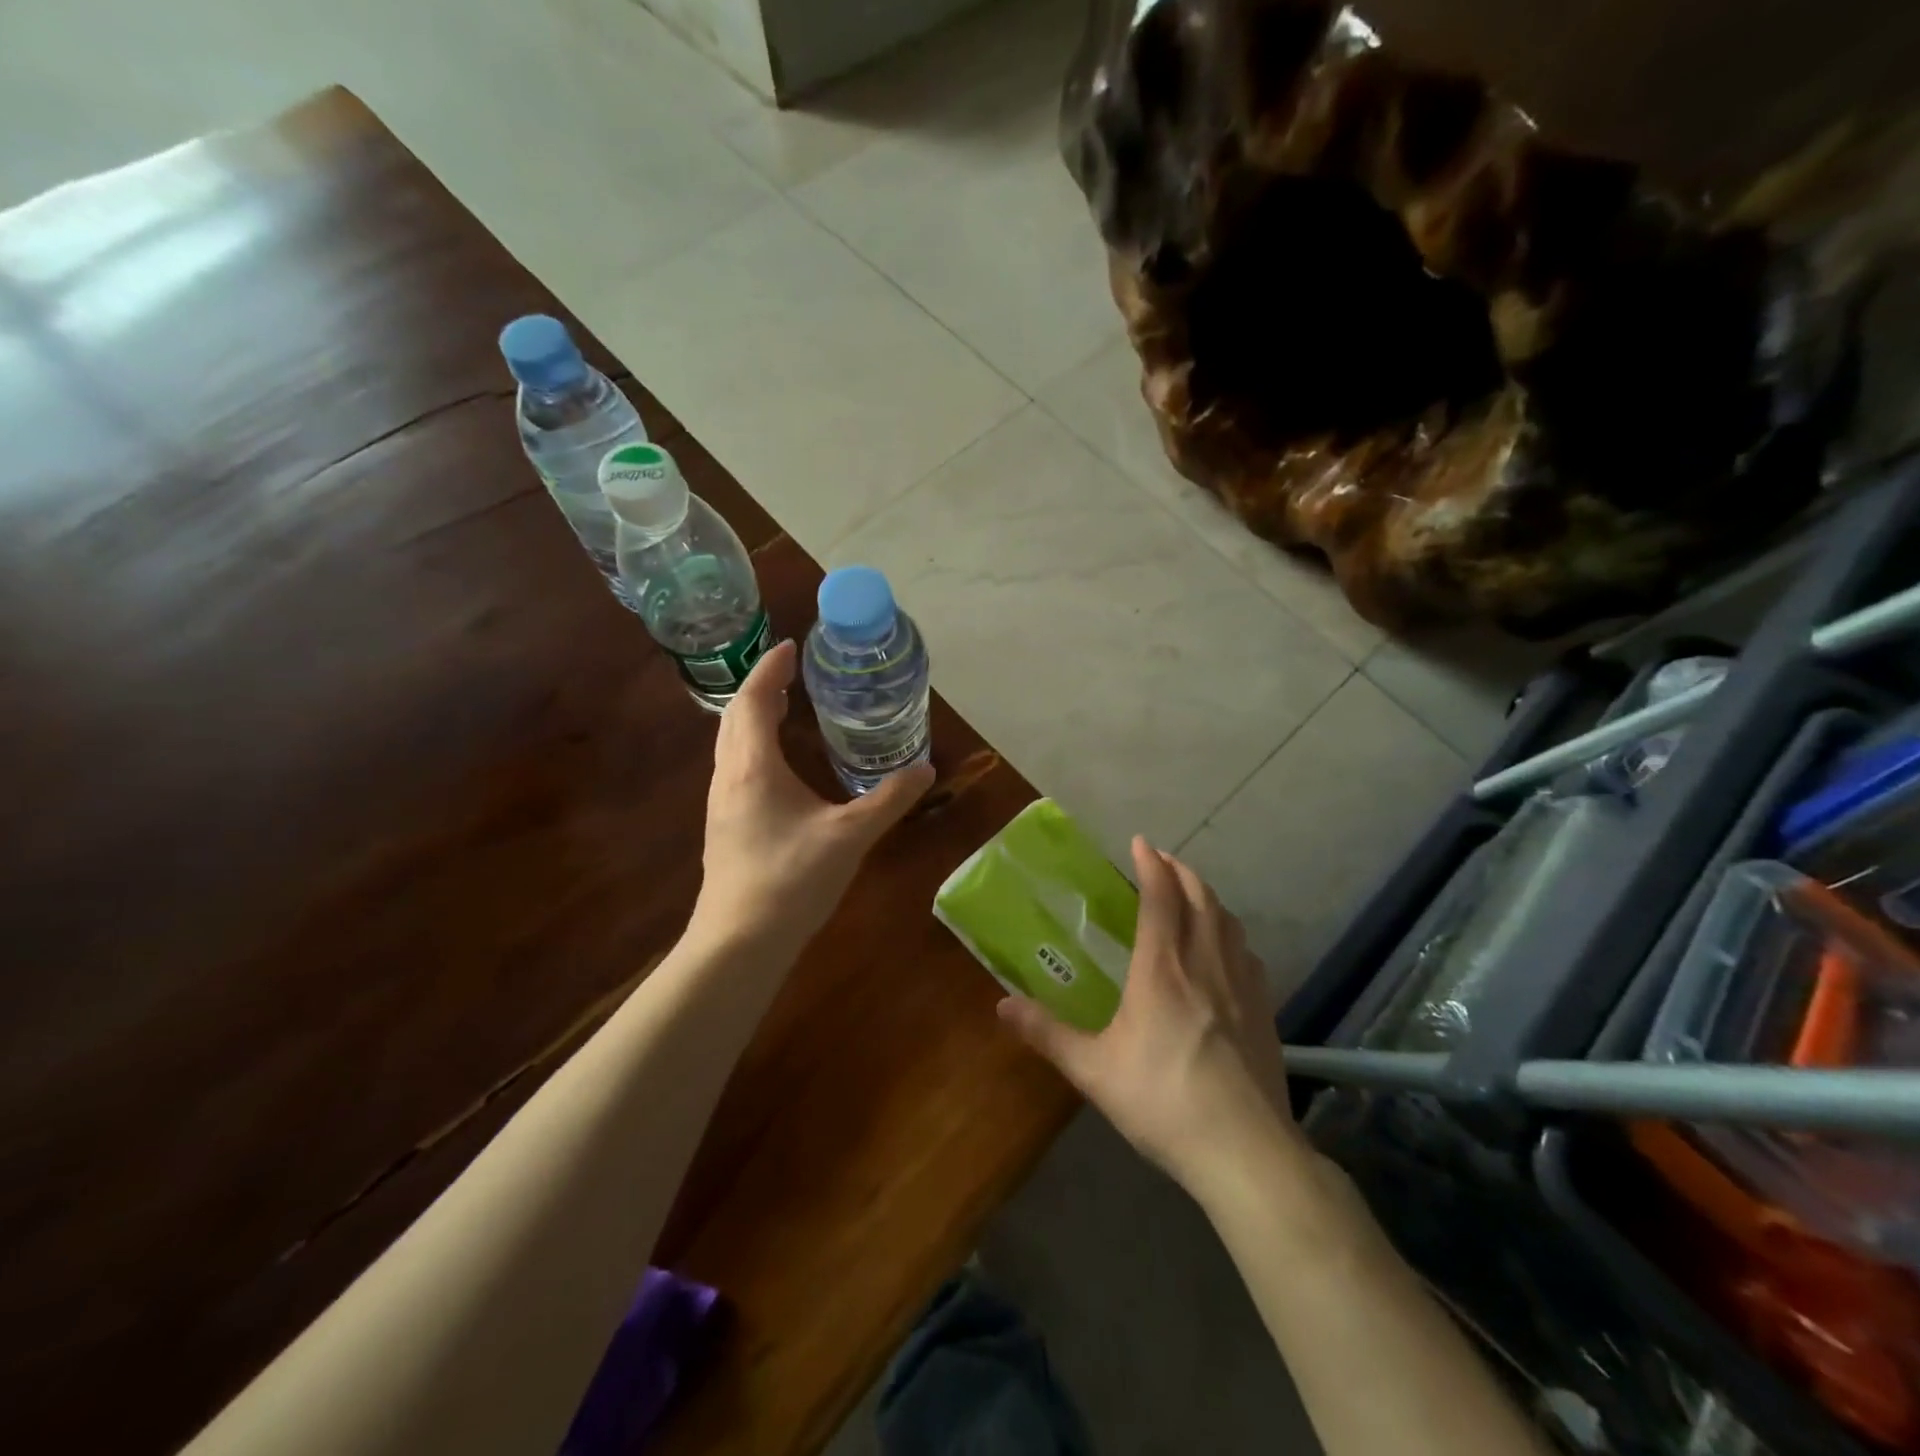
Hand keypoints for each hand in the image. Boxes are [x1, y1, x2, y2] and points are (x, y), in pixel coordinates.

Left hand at [694, 639, 933, 949]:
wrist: (738, 943)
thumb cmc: (791, 880)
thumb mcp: (849, 836)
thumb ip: (889, 800)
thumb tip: (926, 771)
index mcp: (753, 767)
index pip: (755, 700)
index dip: (771, 669)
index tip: (791, 646)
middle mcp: (729, 776)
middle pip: (735, 717)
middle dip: (761, 688)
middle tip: (793, 673)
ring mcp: (721, 802)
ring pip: (731, 743)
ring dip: (754, 717)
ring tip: (786, 708)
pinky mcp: (724, 825)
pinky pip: (735, 766)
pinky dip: (753, 745)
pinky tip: (779, 765)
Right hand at [997, 838, 1303, 1192]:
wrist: (1245, 1150)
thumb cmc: (1162, 1101)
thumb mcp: (1093, 1069)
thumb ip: (1047, 1033)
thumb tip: (1001, 1005)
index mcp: (1162, 968)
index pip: (1160, 897)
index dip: (1151, 864)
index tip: (1140, 842)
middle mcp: (1204, 963)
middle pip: (1200, 898)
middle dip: (1181, 871)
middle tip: (1163, 860)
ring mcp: (1241, 985)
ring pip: (1228, 921)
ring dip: (1208, 897)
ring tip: (1192, 894)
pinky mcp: (1264, 1010)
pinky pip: (1247, 952)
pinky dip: (1231, 933)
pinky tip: (1226, 949)